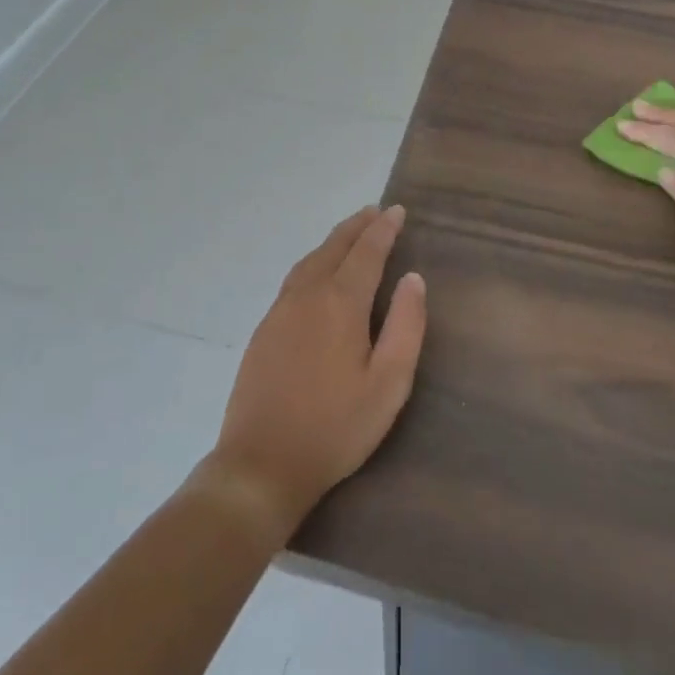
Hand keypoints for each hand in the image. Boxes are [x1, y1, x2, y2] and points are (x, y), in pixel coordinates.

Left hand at [204, 207, 426, 542]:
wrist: (260, 463)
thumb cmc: (335, 428)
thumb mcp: (388, 384)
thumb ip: (405, 327)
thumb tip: (413, 279)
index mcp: (339, 303)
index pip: (366, 252)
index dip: (383, 229)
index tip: (397, 211)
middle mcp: (306, 296)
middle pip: (334, 248)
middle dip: (357, 226)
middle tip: (376, 212)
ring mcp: (279, 311)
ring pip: (310, 260)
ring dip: (334, 241)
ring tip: (352, 233)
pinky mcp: (264, 329)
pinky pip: (294, 278)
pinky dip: (314, 261)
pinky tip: (318, 271)